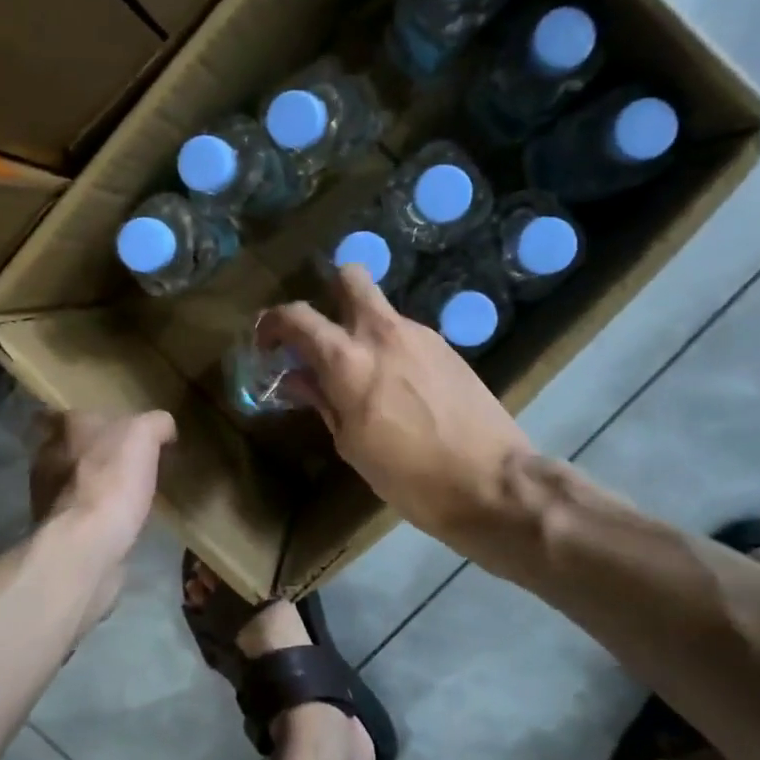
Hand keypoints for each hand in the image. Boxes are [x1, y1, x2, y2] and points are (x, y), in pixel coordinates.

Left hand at [28, 409, 175, 558]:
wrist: (87, 540)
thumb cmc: (113, 477)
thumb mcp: (144, 435)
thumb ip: (154, 423)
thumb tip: (163, 427)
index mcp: (68, 427)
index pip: (63, 413)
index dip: (81, 420)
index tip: (101, 428)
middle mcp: (47, 454)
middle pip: (63, 446)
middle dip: (84, 452)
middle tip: (114, 460)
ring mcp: (43, 492)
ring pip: (64, 479)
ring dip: (83, 483)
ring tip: (114, 494)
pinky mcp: (51, 526)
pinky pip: (70, 511)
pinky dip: (86, 512)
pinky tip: (109, 520)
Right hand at [259, 265, 533, 541]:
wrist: (493, 483)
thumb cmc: (410, 476)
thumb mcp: (352, 446)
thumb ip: (323, 402)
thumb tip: (298, 377)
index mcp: (349, 360)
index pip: (297, 316)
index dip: (272, 323)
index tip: (267, 343)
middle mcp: (383, 333)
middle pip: (349, 277)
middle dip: (328, 292)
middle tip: (321, 333)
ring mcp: (421, 336)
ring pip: (381, 311)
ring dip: (362, 330)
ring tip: (364, 377)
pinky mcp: (448, 349)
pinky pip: (406, 335)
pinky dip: (391, 349)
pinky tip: (400, 389)